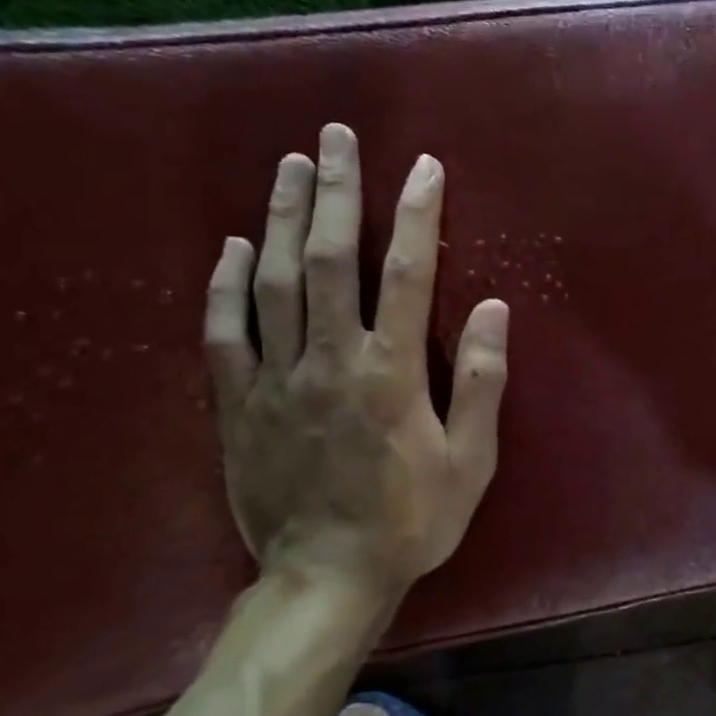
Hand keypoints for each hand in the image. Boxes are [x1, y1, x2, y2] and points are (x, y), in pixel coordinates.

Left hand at [203, 123, 507, 601]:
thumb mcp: (471, 461)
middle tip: (335, 137)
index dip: (417, 215)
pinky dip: (226, 283)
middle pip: (330, 260)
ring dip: (284, 217)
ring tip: (291, 166)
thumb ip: (480, 382)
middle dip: (337, 192)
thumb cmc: (411, 520)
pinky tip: (235, 245)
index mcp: (391, 373)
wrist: (326, 579)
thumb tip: (491, 306)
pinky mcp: (237, 404)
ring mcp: (275, 380)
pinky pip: (224, 332)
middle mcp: (330, 361)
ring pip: (274, 281)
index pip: (406, 274)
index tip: (423, 166)